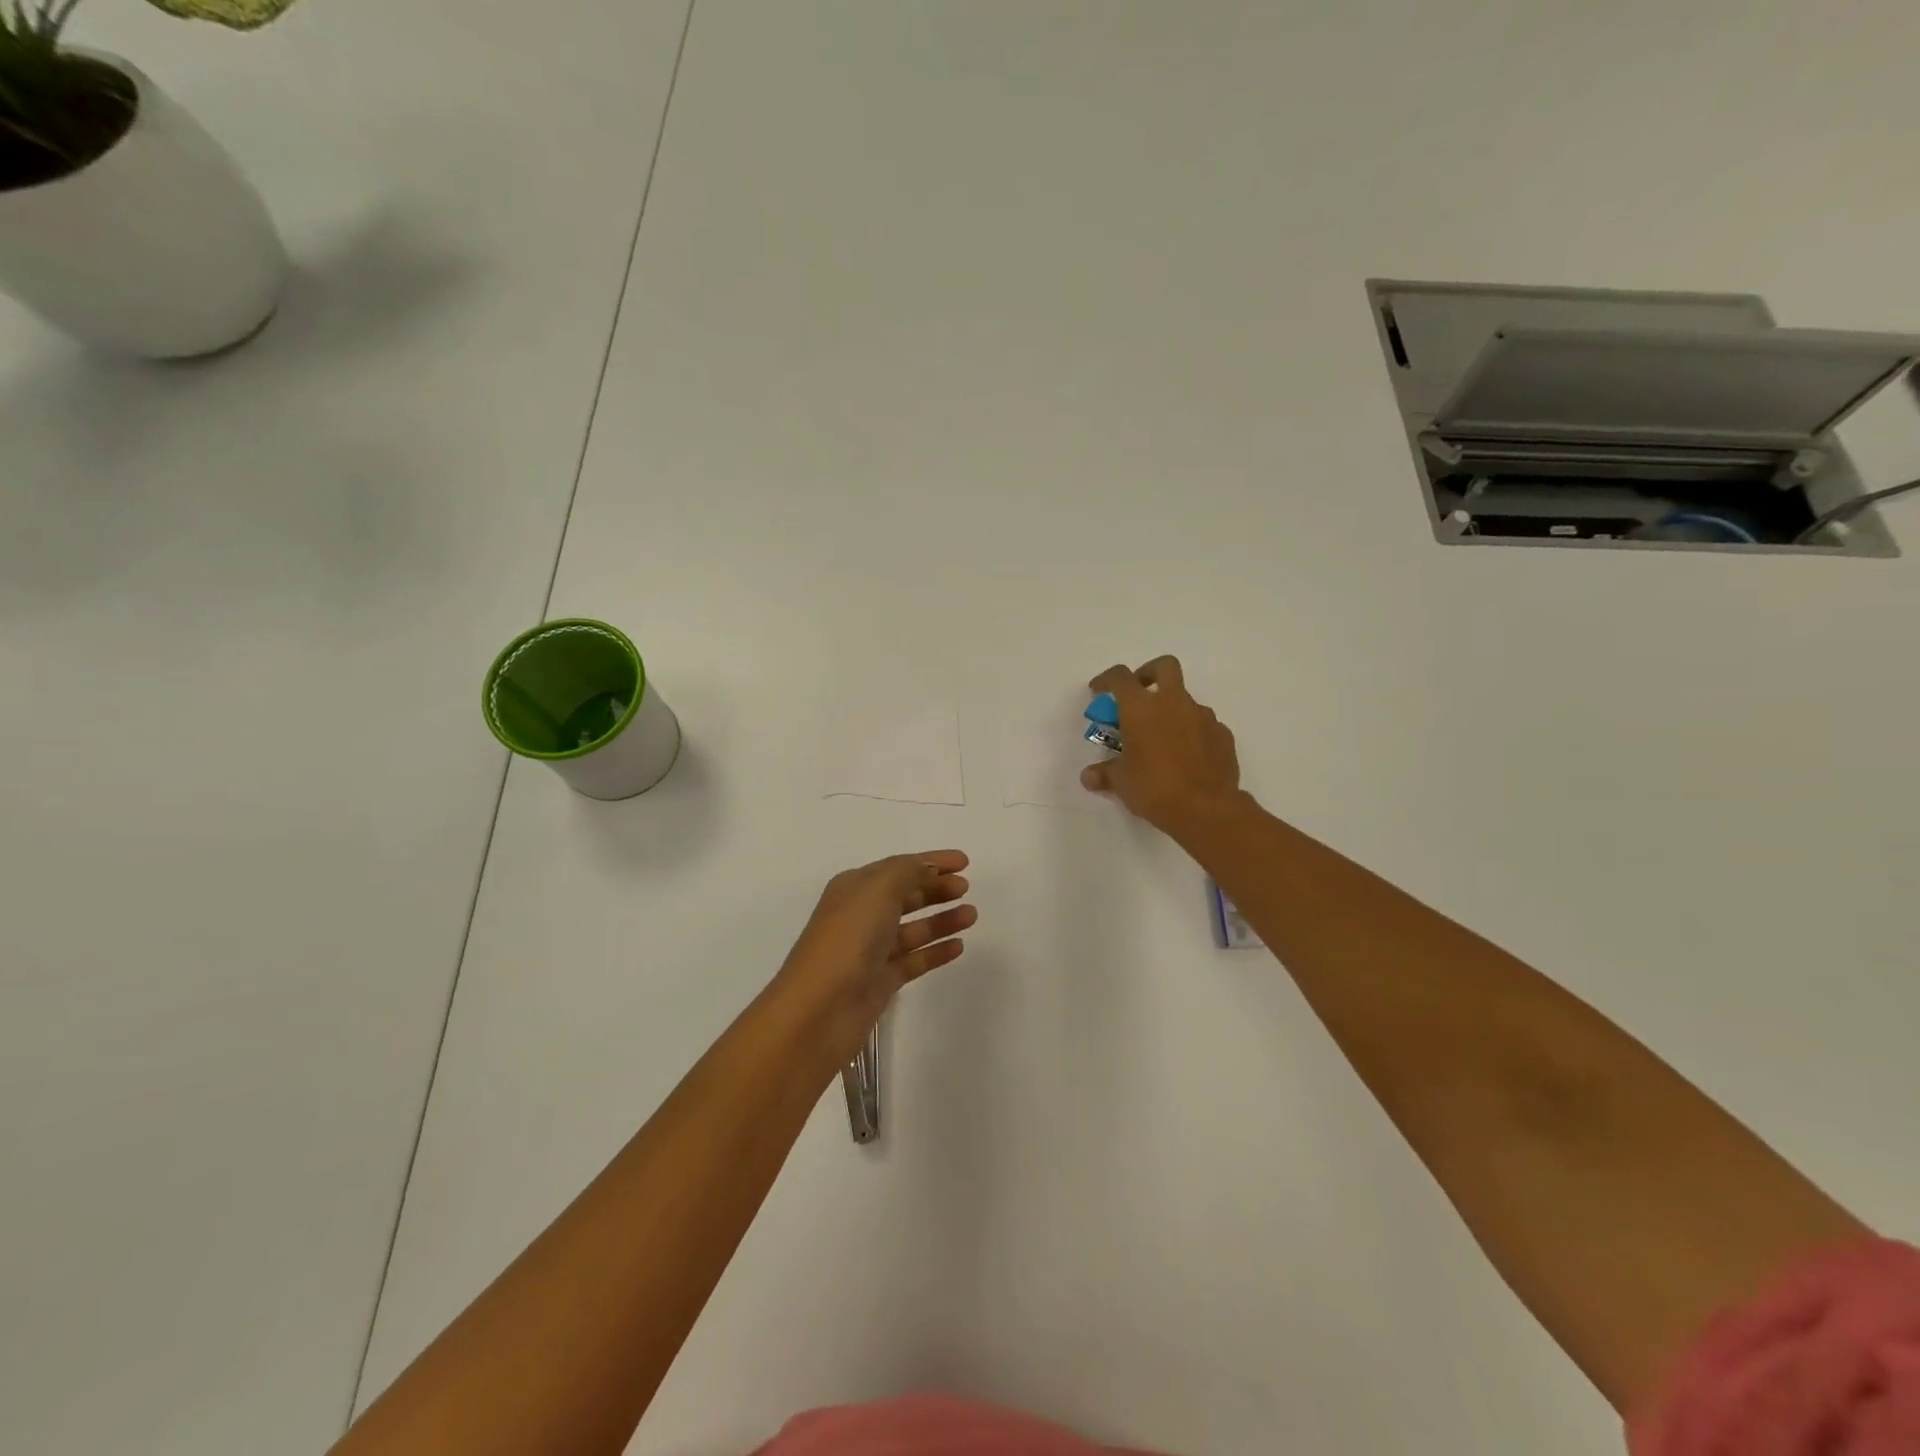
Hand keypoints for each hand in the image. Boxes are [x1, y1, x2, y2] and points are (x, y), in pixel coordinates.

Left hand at [771, 850, 975, 1065]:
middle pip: (906, 895)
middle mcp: (862, 915)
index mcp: (855, 888)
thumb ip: (907, 872)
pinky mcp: (881, 981)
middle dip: (936, 888)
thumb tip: (928, 868)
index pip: (899, 866)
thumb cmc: (847, 940)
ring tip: (972, 915)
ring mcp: (871, 950)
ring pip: (913, 928)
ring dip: (942, 919)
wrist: (819, 1010)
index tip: (964, 861)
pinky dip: (936, 951)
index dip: (931, 861)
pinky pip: (915, 959)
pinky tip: (959, 946)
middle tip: (966, 887)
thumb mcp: (877, 890)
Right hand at [1080, 656, 1241, 832]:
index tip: (1098, 691)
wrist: (1206, 808)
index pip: (1120, 677)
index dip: (1106, 680)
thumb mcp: (1121, 782)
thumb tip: (1088, 777)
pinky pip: (1204, 725)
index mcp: (1141, 708)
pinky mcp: (1223, 734)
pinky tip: (1187, 756)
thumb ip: (1104, 774)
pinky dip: (1192, 732)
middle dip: (1149, 673)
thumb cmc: (1154, 788)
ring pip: (1185, 699)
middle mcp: (1173, 702)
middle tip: (1138, 695)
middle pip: (1164, 666)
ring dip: (1172, 710)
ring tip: (1162, 739)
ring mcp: (1203, 716)